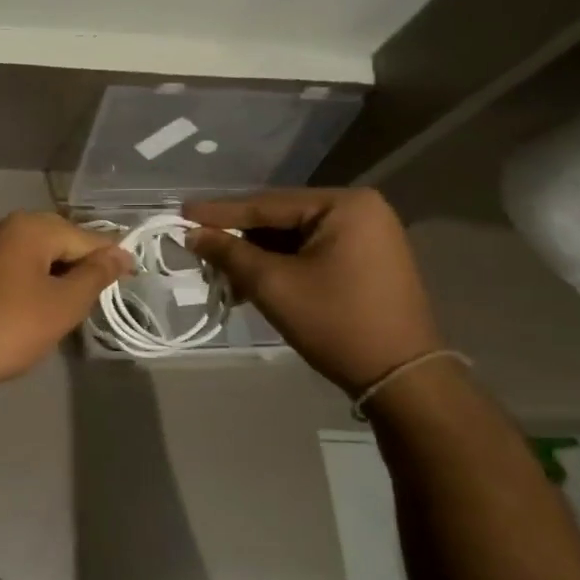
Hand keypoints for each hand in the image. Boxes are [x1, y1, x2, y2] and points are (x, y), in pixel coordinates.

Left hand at [0, 212, 131, 389]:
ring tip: (75, 303)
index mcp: (29, 227)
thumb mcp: (65, 303)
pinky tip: (42, 304)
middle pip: (59, 239)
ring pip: (36, 254)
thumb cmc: (13, 327)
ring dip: (58, 274)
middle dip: (82, 264)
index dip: (111, 257)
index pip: (84, 236)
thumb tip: (121, 253)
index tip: (133, 276)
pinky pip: (16, 266)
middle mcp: (5, 227)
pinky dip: (34, 280)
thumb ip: (96, 274)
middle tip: (103, 294)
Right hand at [184, 188, 441, 394]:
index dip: (219, 212)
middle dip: (237, 235)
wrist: (399, 376)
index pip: (267, 204)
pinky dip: (279, 264)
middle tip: (196, 242)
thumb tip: (192, 233)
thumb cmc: (335, 322)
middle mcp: (361, 210)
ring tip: (218, 269)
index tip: (181, 212)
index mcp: (345, 205)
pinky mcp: (366, 260)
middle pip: (280, 218)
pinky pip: (310, 251)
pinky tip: (251, 279)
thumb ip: (229, 252)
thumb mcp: (272, 284)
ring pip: (292, 237)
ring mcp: (367, 235)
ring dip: (255, 254)